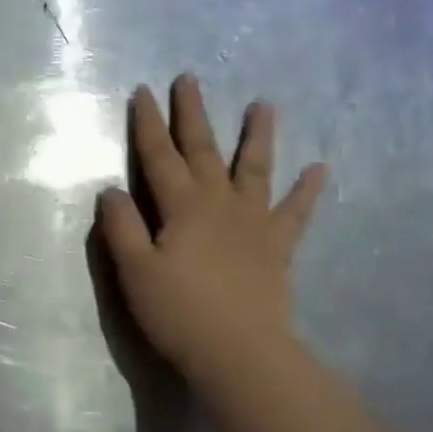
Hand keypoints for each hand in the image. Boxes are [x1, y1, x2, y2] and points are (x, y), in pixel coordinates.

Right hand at [97, 75, 327, 389]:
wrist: (239, 352)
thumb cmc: (179, 313)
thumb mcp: (134, 272)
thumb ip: (121, 227)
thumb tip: (112, 189)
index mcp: (182, 207)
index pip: (158, 156)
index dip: (148, 124)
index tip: (143, 91)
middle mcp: (219, 203)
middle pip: (203, 150)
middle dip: (192, 114)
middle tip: (190, 79)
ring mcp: (253, 222)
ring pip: (254, 169)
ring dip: (257, 136)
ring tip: (264, 104)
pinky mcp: (278, 247)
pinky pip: (296, 212)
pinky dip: (308, 191)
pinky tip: (320, 170)